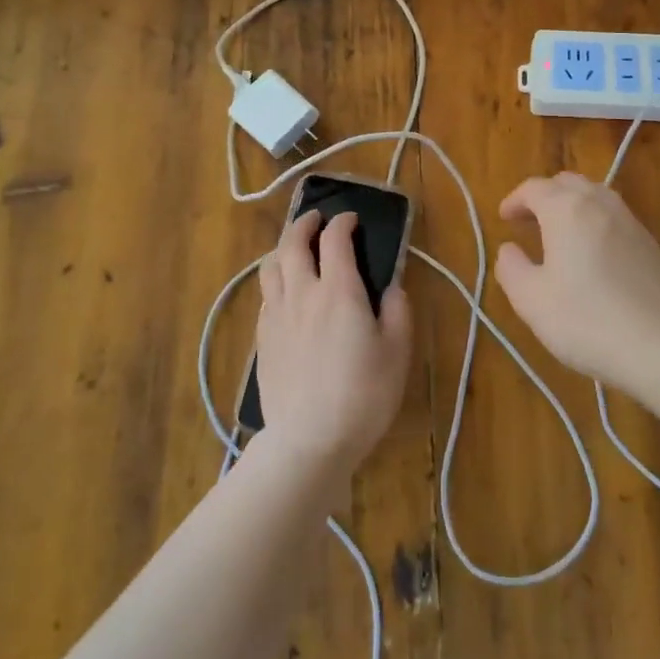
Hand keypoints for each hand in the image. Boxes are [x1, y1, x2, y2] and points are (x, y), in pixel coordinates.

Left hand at [256, 210, 412, 471]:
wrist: (309, 439)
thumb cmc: (363, 395)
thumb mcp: (397, 352)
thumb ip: (397, 311)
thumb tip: (391, 286)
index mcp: (339, 291)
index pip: (335, 239)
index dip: (343, 222)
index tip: (352, 219)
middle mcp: (303, 293)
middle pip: (292, 243)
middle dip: (304, 223)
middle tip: (316, 219)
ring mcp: (276, 316)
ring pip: (270, 266)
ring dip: (283, 248)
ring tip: (295, 249)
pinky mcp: (262, 339)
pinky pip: (265, 295)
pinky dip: (276, 280)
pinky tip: (286, 293)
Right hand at [494, 172, 659, 391]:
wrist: (659, 345)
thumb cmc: (584, 320)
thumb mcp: (530, 300)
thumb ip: (511, 268)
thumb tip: (509, 249)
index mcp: (566, 210)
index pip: (534, 188)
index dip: (515, 200)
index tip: (503, 218)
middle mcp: (600, 205)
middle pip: (568, 183)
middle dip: (544, 196)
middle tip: (528, 221)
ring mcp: (631, 222)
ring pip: (596, 195)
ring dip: (572, 205)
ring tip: (559, 233)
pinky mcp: (650, 244)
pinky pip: (615, 217)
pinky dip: (595, 221)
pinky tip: (592, 253)